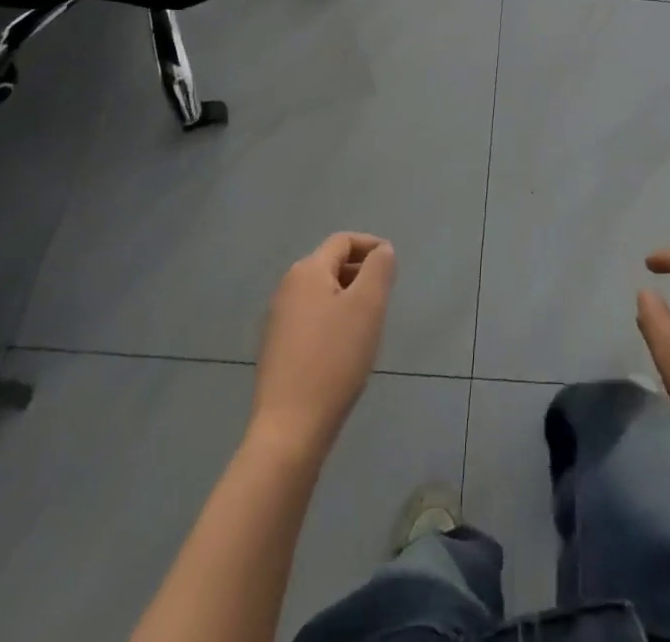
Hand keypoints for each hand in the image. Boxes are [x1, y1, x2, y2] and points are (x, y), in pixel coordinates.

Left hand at [251, 233, 395, 456]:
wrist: (290, 429)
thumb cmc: (334, 358)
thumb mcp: (368, 305)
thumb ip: (379, 268)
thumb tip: (381, 250)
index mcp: (307, 271)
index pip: (343, 241)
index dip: (371, 246)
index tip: (393, 268)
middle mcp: (287, 288)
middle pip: (330, 265)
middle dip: (360, 274)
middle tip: (384, 299)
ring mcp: (277, 320)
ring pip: (321, 294)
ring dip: (347, 299)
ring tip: (368, 325)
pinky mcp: (276, 349)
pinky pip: (311, 319)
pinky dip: (332, 321)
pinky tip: (343, 350)